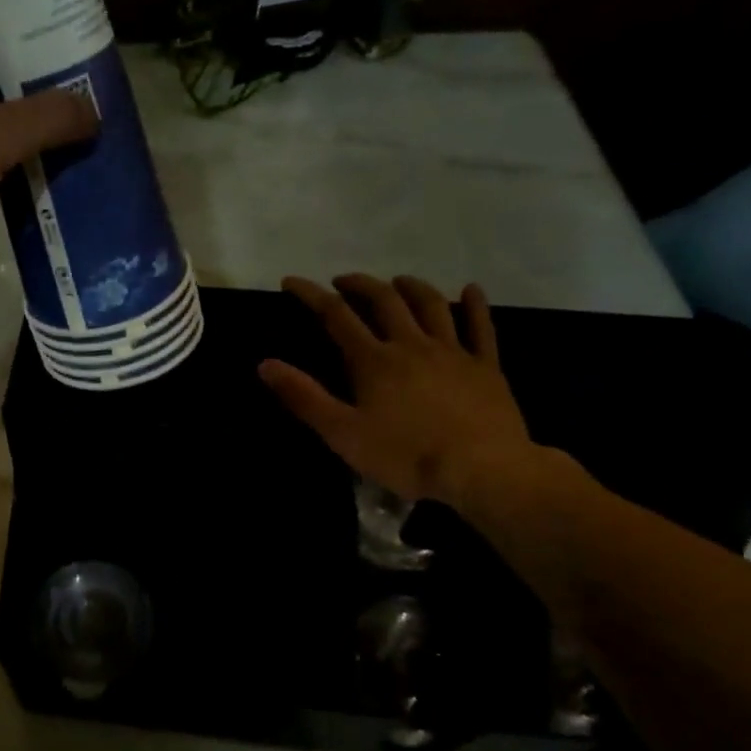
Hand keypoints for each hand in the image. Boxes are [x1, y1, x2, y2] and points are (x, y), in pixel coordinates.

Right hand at [260, 273, 536, 507]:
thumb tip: (265, 364)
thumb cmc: (406, 456)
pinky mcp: (485, 367)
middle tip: (343, 281)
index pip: (335, 316)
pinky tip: (472, 289)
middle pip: (384, 301)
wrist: (482, 470)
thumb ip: (304, 397)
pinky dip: (475, 305)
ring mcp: (453, 352)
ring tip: (397, 281)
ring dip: (411, 287)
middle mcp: (411, 344)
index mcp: (374, 360)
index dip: (310, 295)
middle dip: (360, 284)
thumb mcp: (342, 433)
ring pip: (431, 305)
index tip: (291, 281)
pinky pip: (480, 327)